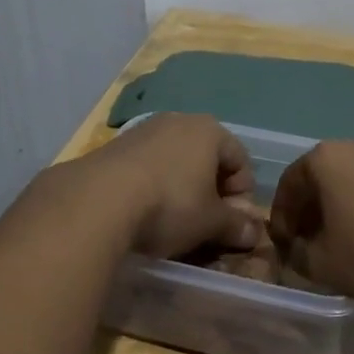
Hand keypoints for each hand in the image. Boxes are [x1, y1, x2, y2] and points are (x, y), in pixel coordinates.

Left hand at [91, 113, 265, 260]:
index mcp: (209, 131)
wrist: (98, 200)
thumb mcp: (210, 222)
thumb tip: (255, 233)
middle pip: (207, 157)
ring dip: (181, 187)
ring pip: (175, 160)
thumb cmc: (169, 205)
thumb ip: (235, 225)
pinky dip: (153, 185)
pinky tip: (143, 211)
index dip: (242, 193)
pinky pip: (147, 165)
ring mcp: (143, 130)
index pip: (240, 159)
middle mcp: (178, 120)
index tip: (233, 222)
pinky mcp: (115, 145)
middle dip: (211, 189)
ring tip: (173, 220)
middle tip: (206, 223)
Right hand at [270, 139, 353, 302]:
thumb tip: (295, 250)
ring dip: (351, 204)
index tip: (284, 243)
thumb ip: (299, 256)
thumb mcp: (324, 266)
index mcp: (325, 160)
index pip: (289, 183)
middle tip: (315, 239)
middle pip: (326, 176)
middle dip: (316, 207)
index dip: (282, 216)